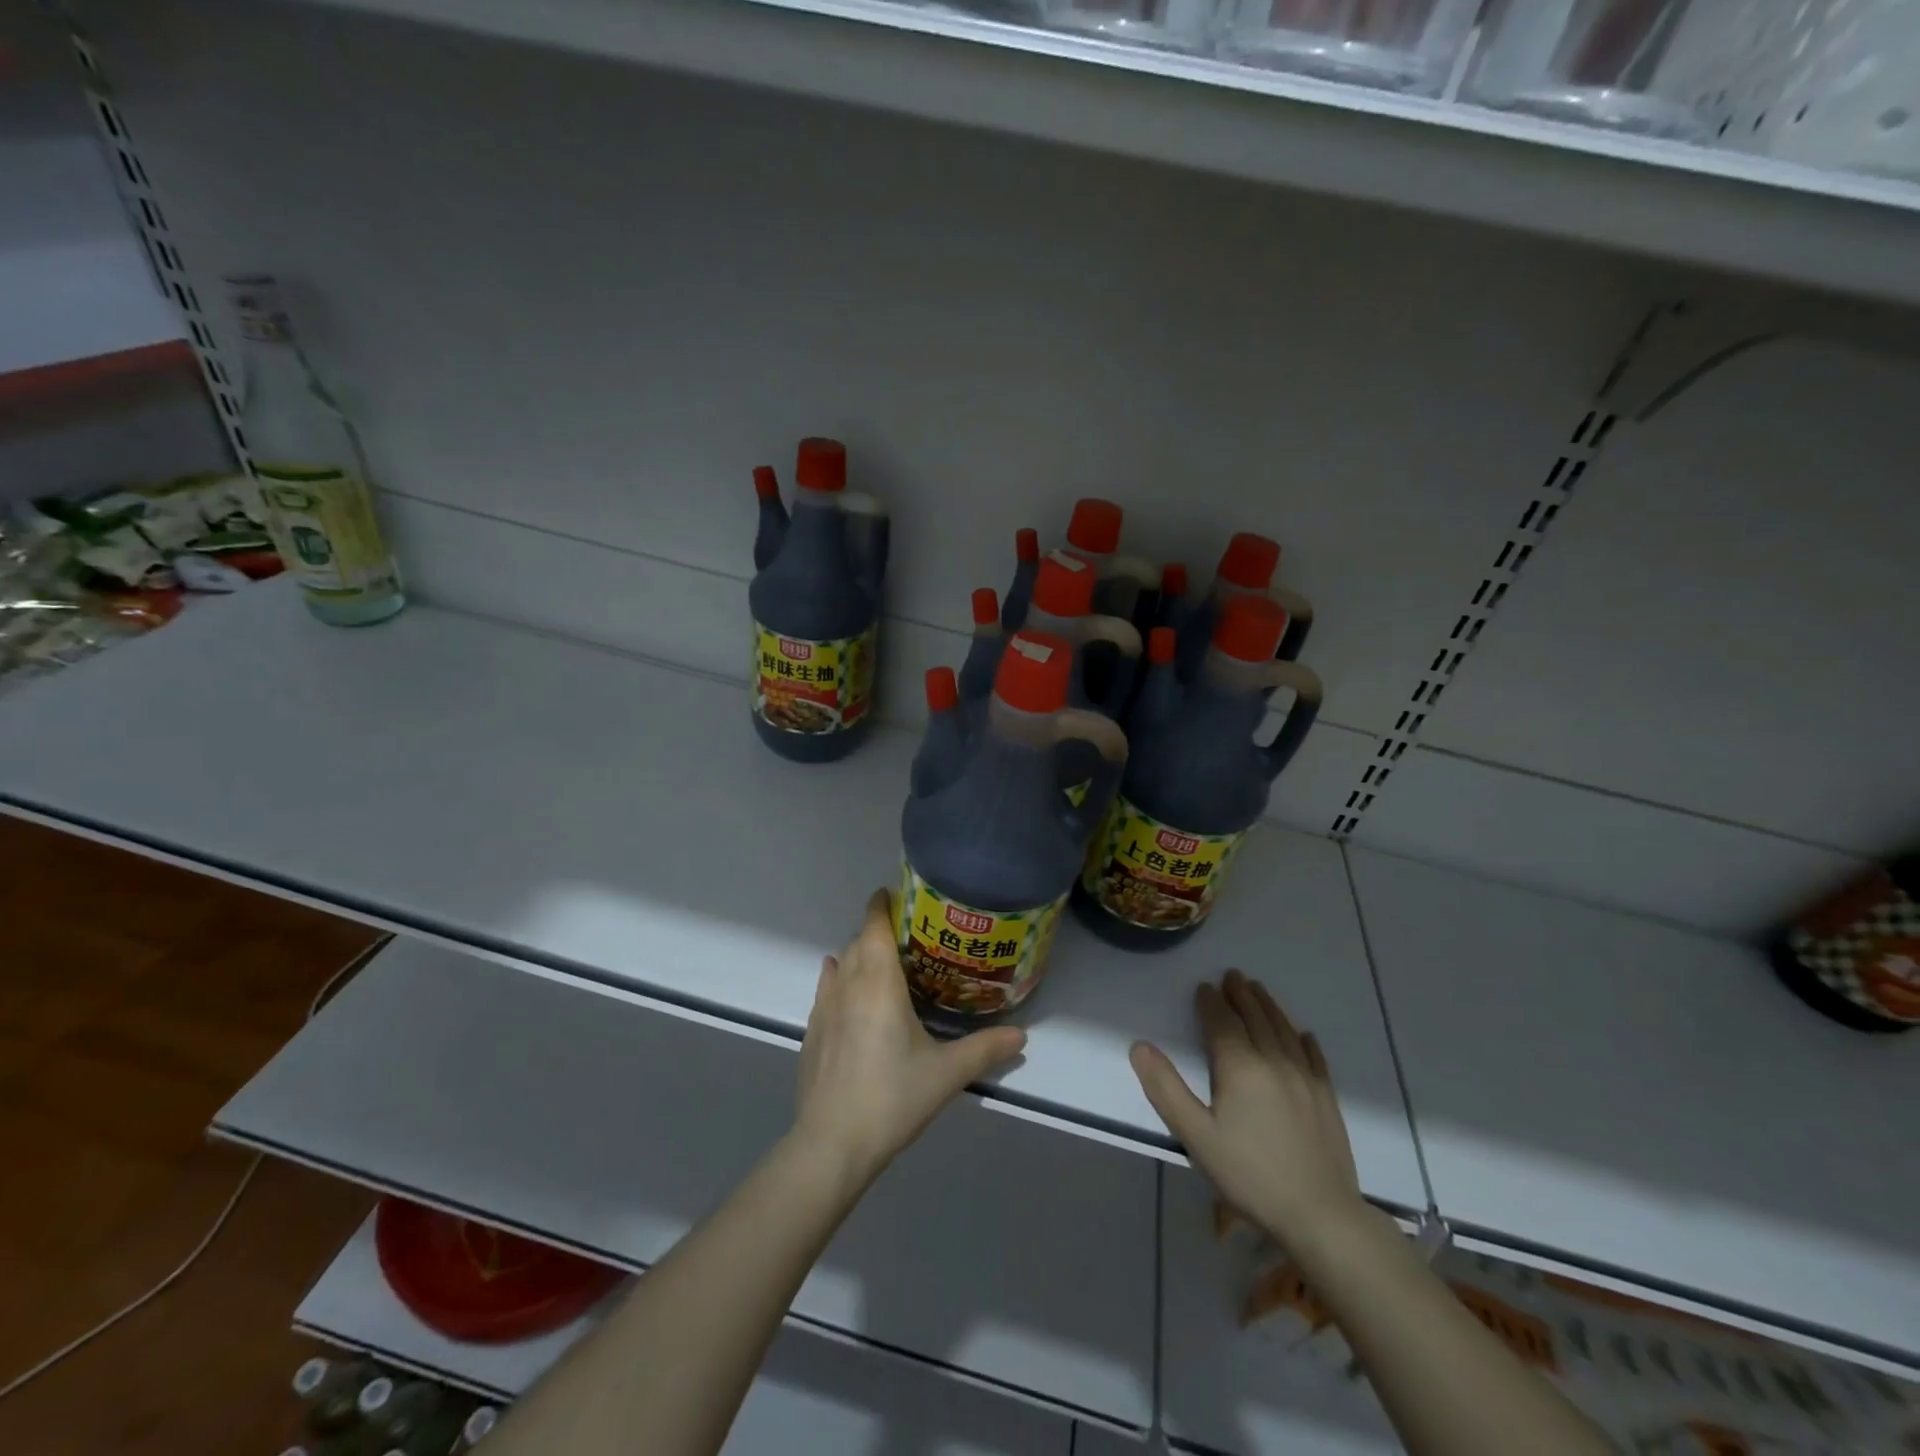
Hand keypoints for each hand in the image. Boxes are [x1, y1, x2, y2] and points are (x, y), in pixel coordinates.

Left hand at [792, 888, 1026, 1189]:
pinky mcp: (812, 1031)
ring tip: (884, 962)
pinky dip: (838, 978)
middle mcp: (848, 985)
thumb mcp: (947, 1073)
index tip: (898, 894)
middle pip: (859, 942)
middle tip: (910, 936)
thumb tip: (1021, 1035)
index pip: (875, 926)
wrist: (832, 1143)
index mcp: (879, 983)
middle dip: (879, 931)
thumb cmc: (893, 1097)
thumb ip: (985, 1049)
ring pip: (840, 964)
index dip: (882, 904)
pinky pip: (826, 989)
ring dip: (858, 955)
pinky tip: (846, 989)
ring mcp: (824, 1008)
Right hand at [1130, 970, 1362, 1252]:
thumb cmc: (1250, 1175)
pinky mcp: (1327, 1099)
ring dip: (1269, 1006)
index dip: (1211, 1002)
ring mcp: (1306, 1079)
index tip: (1203, 987)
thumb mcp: (1196, 1136)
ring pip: (1284, 1030)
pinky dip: (1305, 1040)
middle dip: (1241, 995)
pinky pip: (1315, 1058)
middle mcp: (1275, 1061)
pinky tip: (1304, 1035)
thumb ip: (1166, 1089)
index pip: (1222, 1022)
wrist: (1321, 1217)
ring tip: (1259, 990)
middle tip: (1232, 975)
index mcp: (1240, 1066)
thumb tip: (1139, 1046)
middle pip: (1256, 1017)